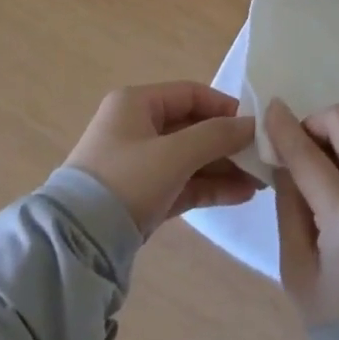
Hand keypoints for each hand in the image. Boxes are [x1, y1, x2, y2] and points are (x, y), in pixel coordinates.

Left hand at [66, 82, 263, 234]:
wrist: (76, 246)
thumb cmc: (126, 181)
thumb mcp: (174, 154)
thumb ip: (216, 135)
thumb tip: (253, 124)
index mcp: (136, 103)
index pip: (191, 94)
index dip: (224, 107)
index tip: (255, 125)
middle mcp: (137, 127)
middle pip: (193, 127)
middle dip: (228, 143)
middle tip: (262, 158)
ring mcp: (139, 163)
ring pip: (190, 158)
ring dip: (223, 167)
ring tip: (260, 181)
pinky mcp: (142, 196)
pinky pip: (182, 182)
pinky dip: (209, 186)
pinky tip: (241, 194)